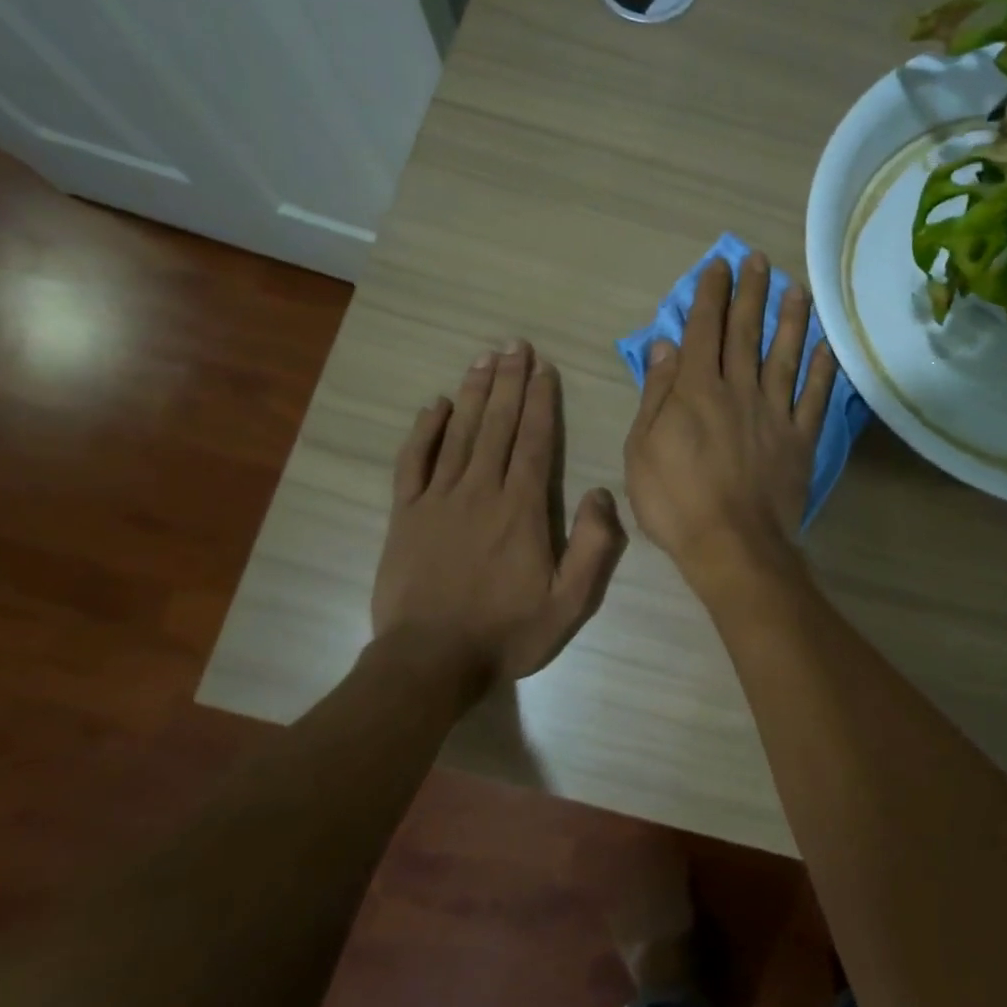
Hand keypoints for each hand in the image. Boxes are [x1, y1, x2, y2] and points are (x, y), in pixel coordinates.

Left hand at [373, 344, 626, 684]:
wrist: (430, 661)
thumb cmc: (506, 633)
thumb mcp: (570, 603)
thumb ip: (593, 547)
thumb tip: (601, 493)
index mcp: (521, 509)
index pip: (534, 441)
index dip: (540, 401)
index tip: (544, 368)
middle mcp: (480, 491)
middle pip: (497, 425)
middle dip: (509, 382)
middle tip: (515, 345)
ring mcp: (437, 499)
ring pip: (458, 433)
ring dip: (473, 393)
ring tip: (484, 359)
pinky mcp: (405, 514)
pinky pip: (413, 461)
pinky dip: (424, 430)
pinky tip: (434, 405)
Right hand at [623, 254, 836, 591]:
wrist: (732, 545)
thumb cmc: (675, 501)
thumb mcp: (642, 449)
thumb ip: (656, 394)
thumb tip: (665, 346)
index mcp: (696, 390)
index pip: (703, 330)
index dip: (709, 295)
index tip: (718, 266)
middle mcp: (738, 390)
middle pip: (744, 333)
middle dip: (749, 293)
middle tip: (758, 260)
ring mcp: (774, 413)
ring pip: (784, 356)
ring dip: (790, 320)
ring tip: (796, 288)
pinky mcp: (800, 439)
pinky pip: (814, 398)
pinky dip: (822, 371)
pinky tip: (827, 347)